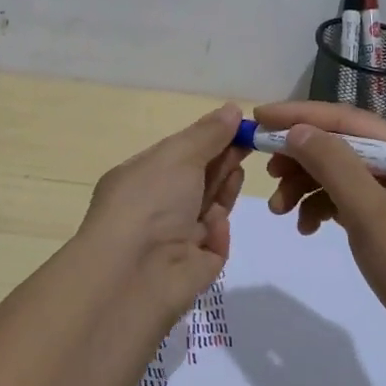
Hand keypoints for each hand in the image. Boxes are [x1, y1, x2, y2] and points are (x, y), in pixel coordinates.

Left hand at [77, 102, 247, 319]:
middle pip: (198, 180)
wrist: (134, 274)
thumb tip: (232, 110)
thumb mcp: (178, 155)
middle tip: (251, 145)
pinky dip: (218, 231)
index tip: (240, 126)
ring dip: (224, 190)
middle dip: (222, 161)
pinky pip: (215, 242)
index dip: (209, 140)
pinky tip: (215, 224)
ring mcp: (174, 239)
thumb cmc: (149, 202)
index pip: (180, 154)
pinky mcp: (194, 267)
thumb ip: (208, 134)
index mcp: (141, 178)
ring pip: (210, 208)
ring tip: (238, 174)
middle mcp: (155, 207)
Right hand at [254, 100, 385, 367]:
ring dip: (307, 187)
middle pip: (341, 147)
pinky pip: (349, 203)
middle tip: (267, 173)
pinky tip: (307, 228)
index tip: (259, 118)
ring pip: (341, 176)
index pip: (345, 120)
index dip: (300, 115)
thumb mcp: (370, 211)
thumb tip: (297, 131)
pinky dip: (324, 209)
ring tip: (281, 211)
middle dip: (300, 158)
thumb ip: (333, 165)